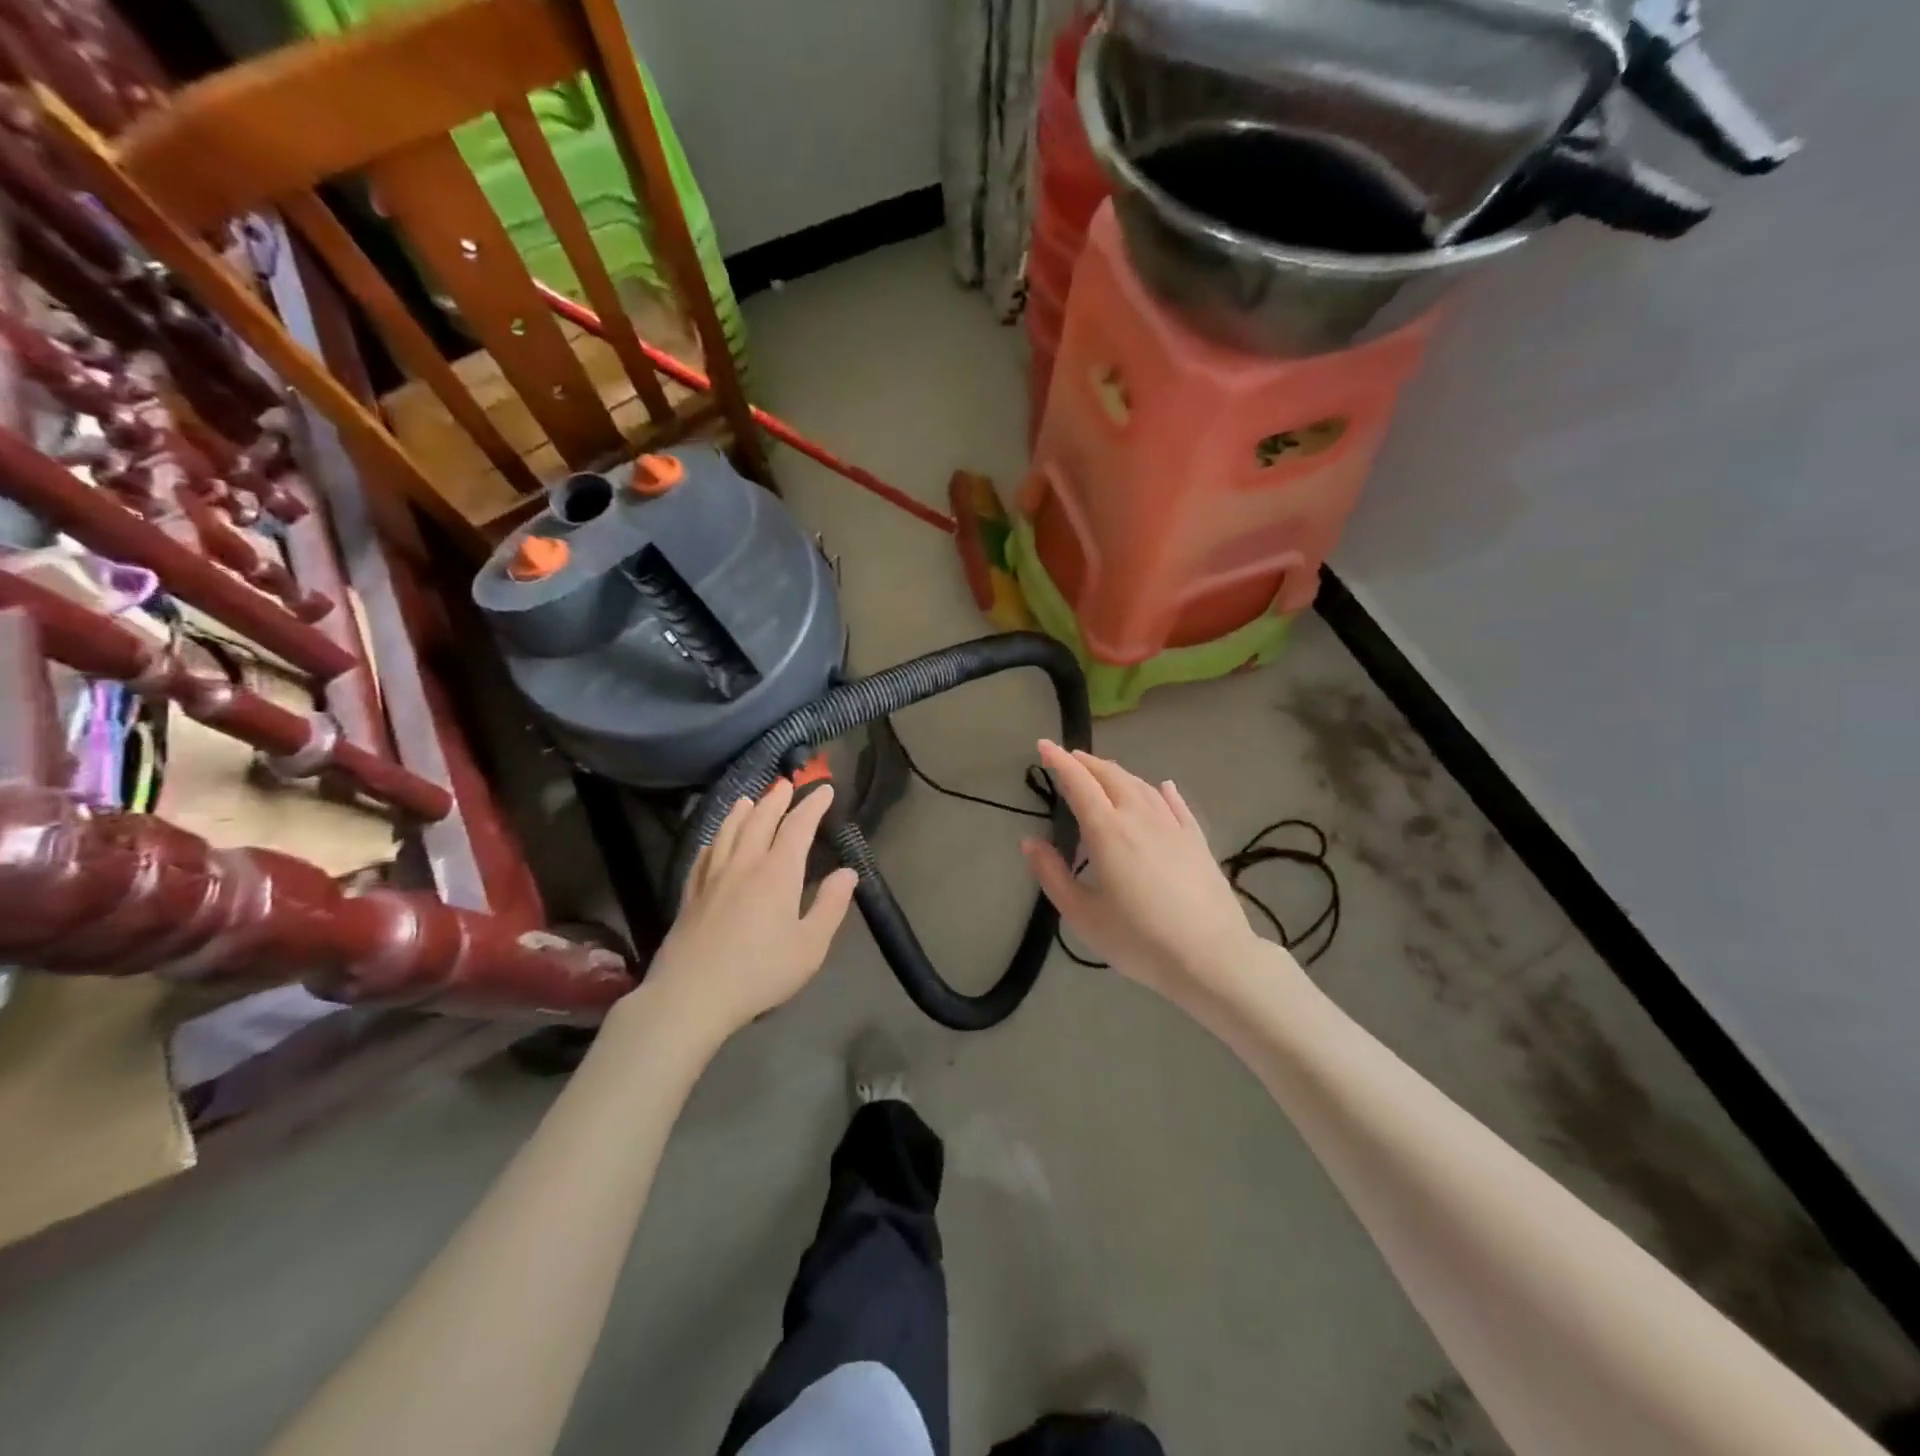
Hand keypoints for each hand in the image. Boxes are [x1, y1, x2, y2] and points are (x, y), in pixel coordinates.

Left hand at [629, 779, 857, 1048]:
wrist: (692, 996)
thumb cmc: (760, 972)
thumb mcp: (810, 946)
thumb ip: (831, 905)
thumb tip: (847, 872)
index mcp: (777, 872)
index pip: (798, 826)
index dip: (813, 805)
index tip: (825, 789)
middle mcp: (744, 863)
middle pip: (760, 819)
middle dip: (776, 799)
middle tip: (786, 784)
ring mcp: (712, 877)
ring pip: (728, 831)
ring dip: (742, 811)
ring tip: (749, 799)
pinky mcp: (690, 894)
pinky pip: (704, 854)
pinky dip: (715, 838)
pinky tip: (715, 840)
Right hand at [1023, 741, 1280, 1007]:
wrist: (1211, 957)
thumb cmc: (1139, 939)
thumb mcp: (1083, 915)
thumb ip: (1052, 875)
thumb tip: (1029, 842)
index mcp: (1107, 831)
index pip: (1079, 783)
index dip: (1059, 761)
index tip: (1044, 745)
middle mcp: (1139, 816)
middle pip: (1111, 776)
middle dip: (1087, 763)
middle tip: (1069, 758)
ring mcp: (1173, 826)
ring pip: (1142, 785)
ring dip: (1118, 773)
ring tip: (1103, 772)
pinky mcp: (1197, 840)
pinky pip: (1175, 804)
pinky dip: (1161, 790)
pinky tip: (1162, 786)